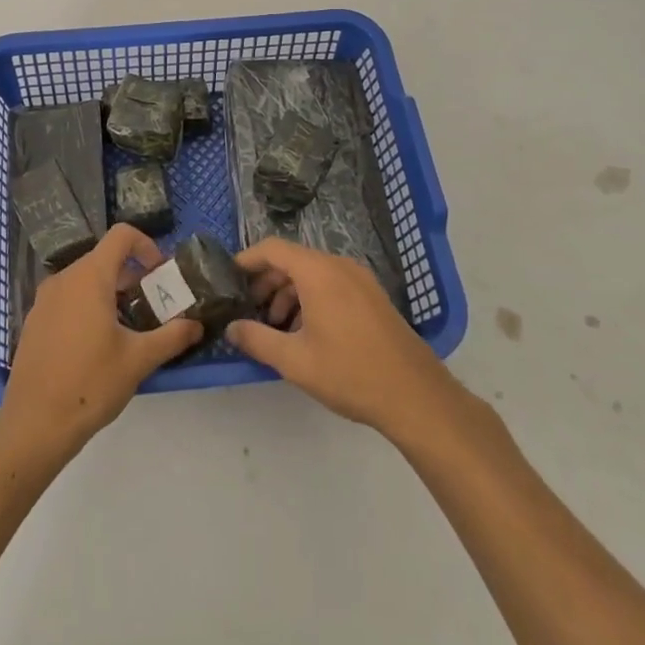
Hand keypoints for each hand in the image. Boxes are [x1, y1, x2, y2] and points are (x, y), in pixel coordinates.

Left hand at [0, 223, 202, 461]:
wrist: (34, 424)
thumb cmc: (91, 384)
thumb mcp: (139, 360)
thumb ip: (172, 336)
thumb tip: (197, 325)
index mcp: (90, 277)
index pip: (121, 235)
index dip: (146, 245)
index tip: (160, 274)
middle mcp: (64, 278)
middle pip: (104, 258)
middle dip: (131, 275)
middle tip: (151, 305)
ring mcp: (45, 299)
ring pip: (84, 279)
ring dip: (110, 292)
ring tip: (127, 327)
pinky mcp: (35, 320)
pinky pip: (67, 298)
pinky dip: (87, 306)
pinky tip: (96, 344)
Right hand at [226, 237, 463, 442]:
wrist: (415, 396)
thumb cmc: (350, 373)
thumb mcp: (295, 361)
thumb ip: (257, 340)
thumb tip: (231, 328)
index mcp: (318, 272)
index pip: (272, 249)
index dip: (247, 259)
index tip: (228, 278)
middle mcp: (339, 265)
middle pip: (292, 260)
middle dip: (267, 282)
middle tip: (250, 311)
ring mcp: (360, 279)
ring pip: (312, 274)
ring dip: (289, 293)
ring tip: (277, 328)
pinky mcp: (372, 296)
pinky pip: (332, 284)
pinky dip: (311, 298)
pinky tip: (307, 333)